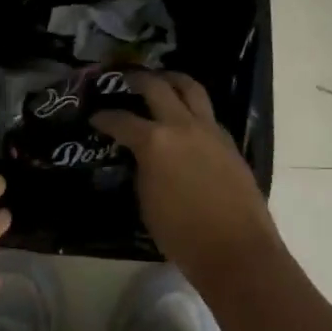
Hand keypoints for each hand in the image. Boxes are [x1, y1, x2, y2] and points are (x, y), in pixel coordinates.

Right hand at [92, 72, 280, 289]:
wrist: (236, 251)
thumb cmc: (182, 235)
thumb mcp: (147, 202)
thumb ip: (142, 170)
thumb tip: (142, 157)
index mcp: (154, 142)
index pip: (121, 120)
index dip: (104, 117)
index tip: (95, 117)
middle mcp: (181, 126)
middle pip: (157, 87)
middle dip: (137, 79)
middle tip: (126, 79)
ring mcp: (209, 130)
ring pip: (190, 88)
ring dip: (172, 80)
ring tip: (162, 80)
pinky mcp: (228, 141)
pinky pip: (207, 113)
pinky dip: (192, 107)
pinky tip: (185, 118)